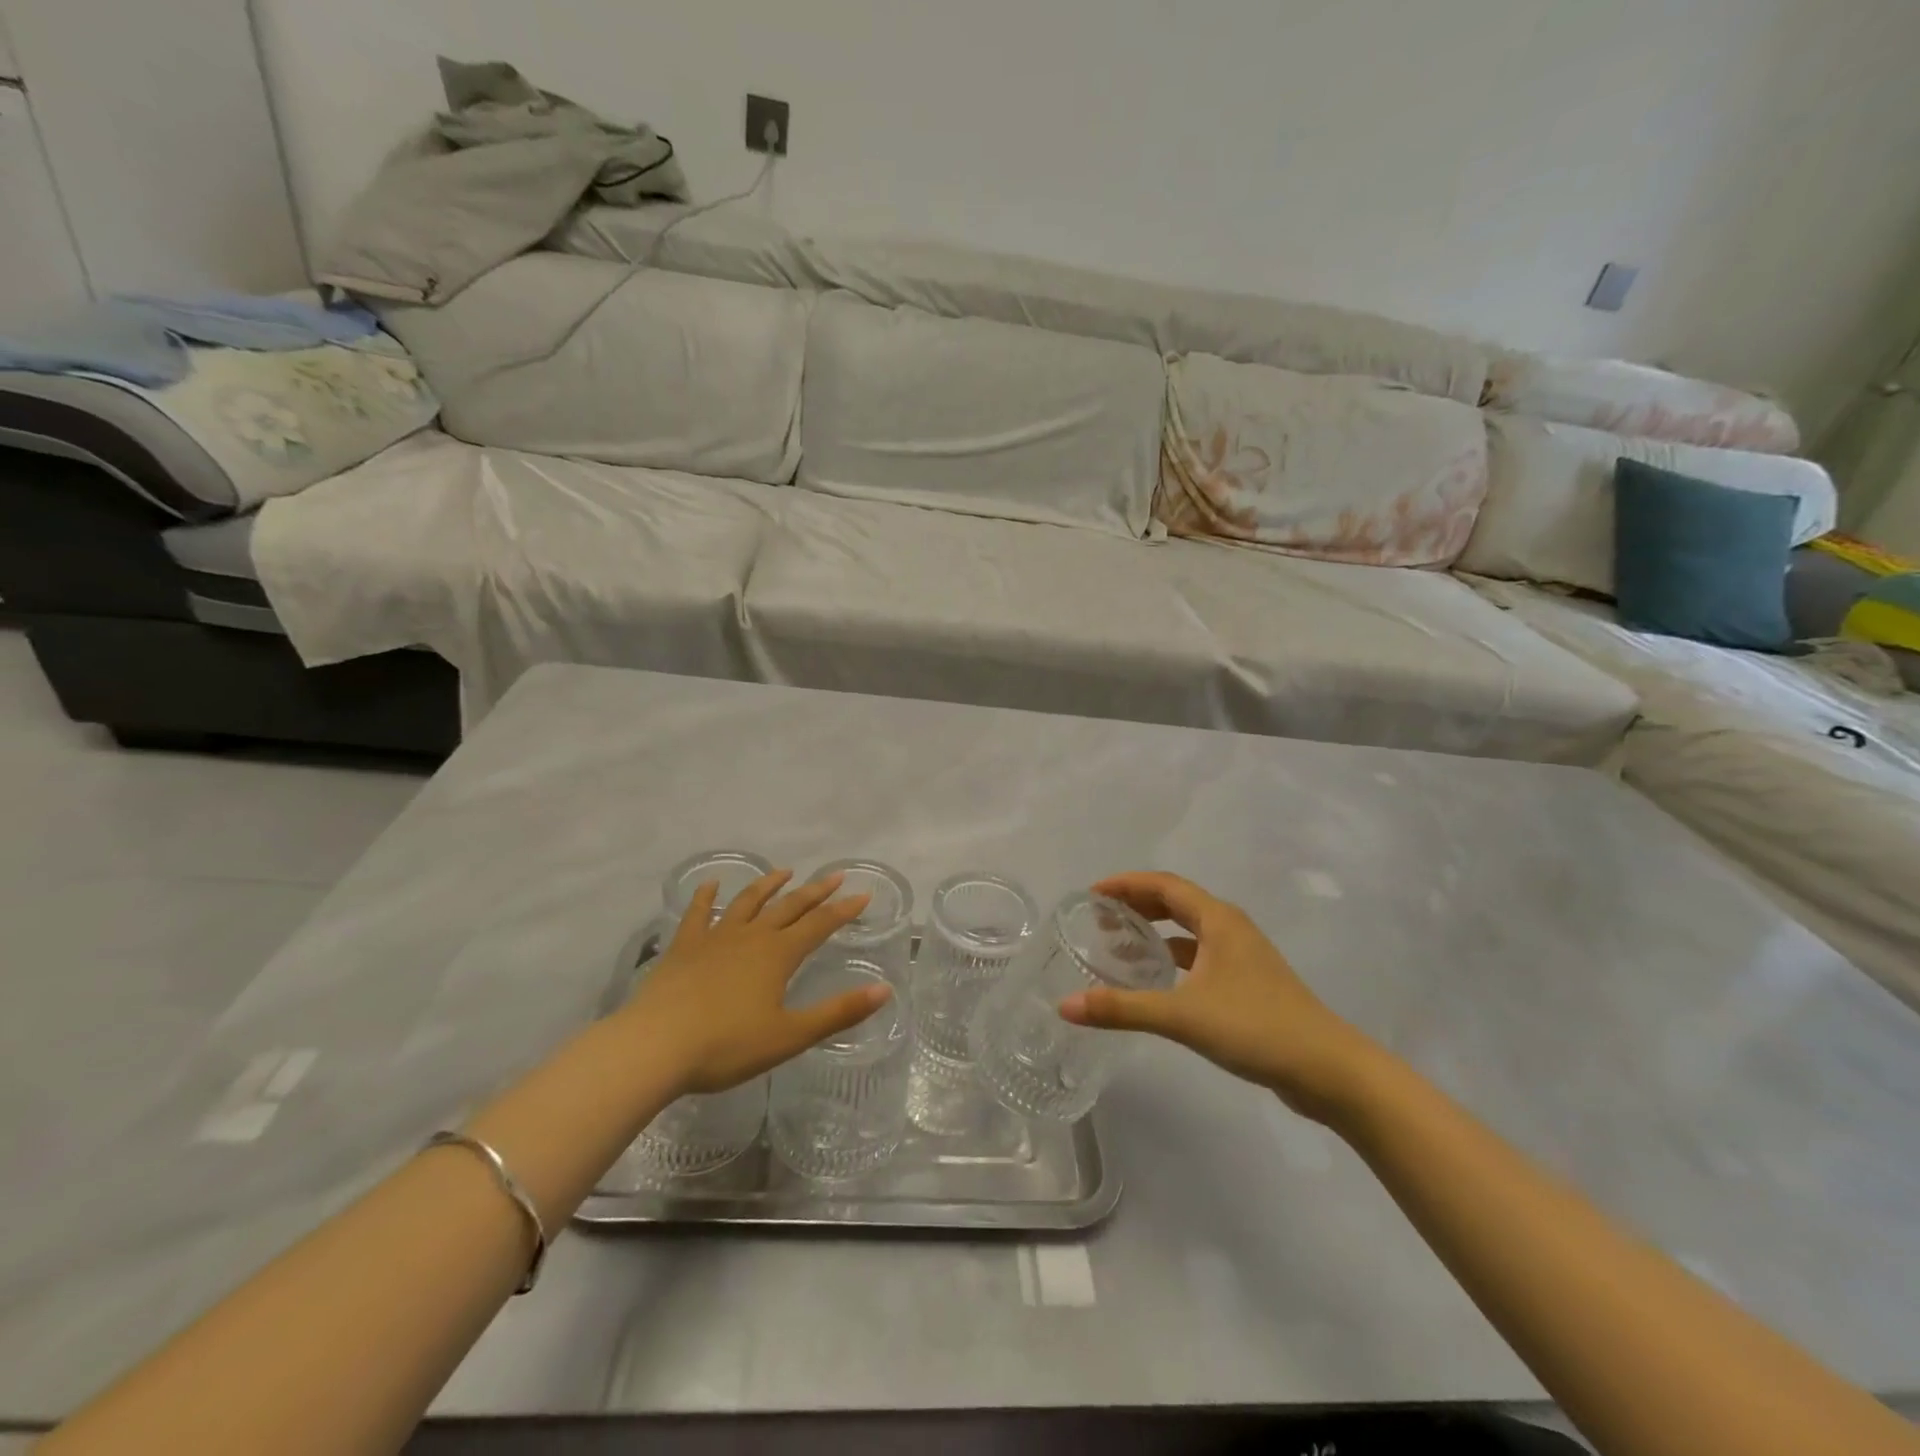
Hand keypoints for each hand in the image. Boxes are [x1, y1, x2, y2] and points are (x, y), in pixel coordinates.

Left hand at [622, 870, 888, 1096]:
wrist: (655, 1046)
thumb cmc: (726, 1045)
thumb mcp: (790, 1036)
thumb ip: (838, 1013)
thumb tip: (884, 990)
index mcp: (778, 955)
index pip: (820, 925)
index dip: (844, 909)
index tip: (864, 894)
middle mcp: (751, 937)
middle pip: (789, 907)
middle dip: (815, 891)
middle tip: (834, 875)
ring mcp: (714, 939)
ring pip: (747, 903)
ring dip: (768, 885)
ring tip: (784, 871)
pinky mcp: (683, 948)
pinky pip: (698, 914)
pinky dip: (706, 897)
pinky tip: (711, 885)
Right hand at [1059, 872, 1384, 1121]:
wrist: (1329, 1070)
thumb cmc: (1256, 1028)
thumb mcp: (1183, 1016)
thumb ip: (1123, 1009)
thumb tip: (1066, 1006)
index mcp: (1218, 921)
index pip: (1165, 885)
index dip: (1127, 884)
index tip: (1092, 893)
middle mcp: (1230, 929)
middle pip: (1176, 902)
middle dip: (1137, 904)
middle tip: (1099, 917)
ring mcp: (1242, 957)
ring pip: (1189, 930)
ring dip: (1155, 931)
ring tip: (1119, 944)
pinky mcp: (1248, 983)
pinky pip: (1200, 955)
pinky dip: (1172, 957)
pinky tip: (1156, 979)